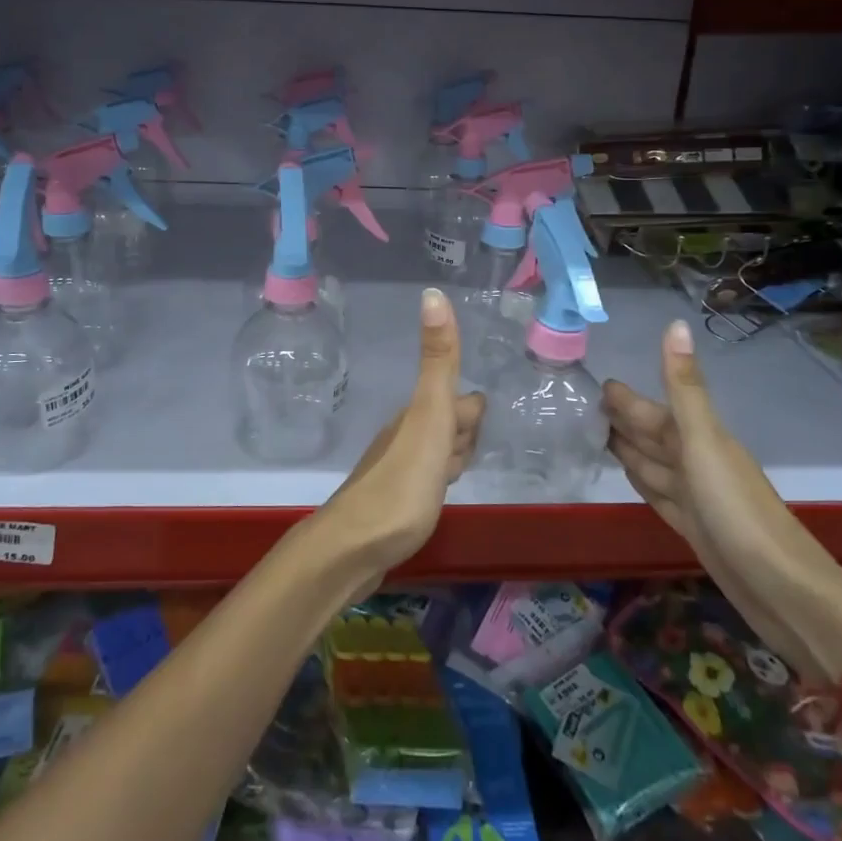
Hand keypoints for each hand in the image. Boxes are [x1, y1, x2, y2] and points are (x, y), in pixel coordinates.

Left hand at [318, 287, 482, 591]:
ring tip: (461, 467)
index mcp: (417, 416)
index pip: (459, 402)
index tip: (486, 417)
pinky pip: (424, 480)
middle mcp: (406, 437)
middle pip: (446, 424)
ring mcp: (398, 471)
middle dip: (464, 430)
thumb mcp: (430, 415)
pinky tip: (438, 493)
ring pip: (435, 452)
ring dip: (451, 455)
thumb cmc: (402, 482)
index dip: (472, 412)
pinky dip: (438, 480)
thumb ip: (438, 360)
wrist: (355, 547)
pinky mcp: (395, 504)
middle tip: (475, 446)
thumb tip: (433, 293)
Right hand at [605, 320, 841, 683]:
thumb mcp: (704, 441)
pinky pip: (658, 493)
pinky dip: (641, 480)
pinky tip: (628, 475)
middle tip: (581, 405)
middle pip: (650, 435)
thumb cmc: (736, 509)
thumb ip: (684, 387)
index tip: (594, 382)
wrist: (781, 589)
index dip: (624, 398)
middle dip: (621, 419)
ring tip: (594, 435)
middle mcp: (696, 461)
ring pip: (652, 463)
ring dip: (626, 448)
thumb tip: (676, 323)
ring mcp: (695, 496)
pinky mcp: (693, 527)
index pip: (652, 410)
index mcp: (697, 437)